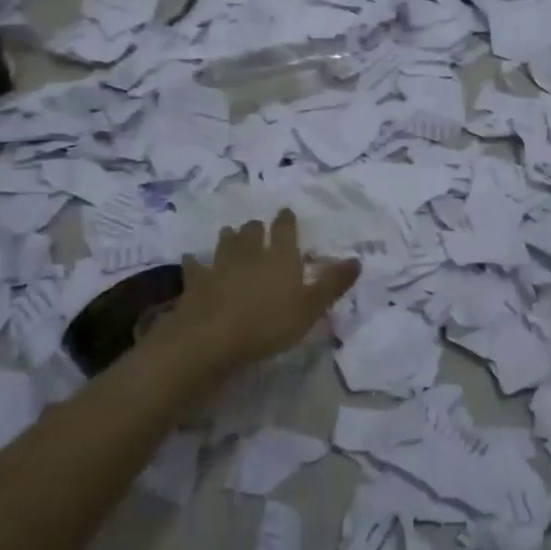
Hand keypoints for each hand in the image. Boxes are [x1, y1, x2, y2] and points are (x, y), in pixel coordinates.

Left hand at [168, 209, 360, 374]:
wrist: (212, 337)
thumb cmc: (269, 323)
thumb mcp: (311, 307)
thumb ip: (333, 283)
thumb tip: (357, 259)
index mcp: (280, 256)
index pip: (285, 230)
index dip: (286, 220)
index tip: (286, 212)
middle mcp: (250, 253)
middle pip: (252, 232)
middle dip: (256, 227)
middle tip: (258, 226)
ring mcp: (219, 265)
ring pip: (226, 243)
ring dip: (229, 237)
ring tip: (230, 233)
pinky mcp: (196, 281)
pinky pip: (195, 267)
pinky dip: (195, 262)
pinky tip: (192, 259)